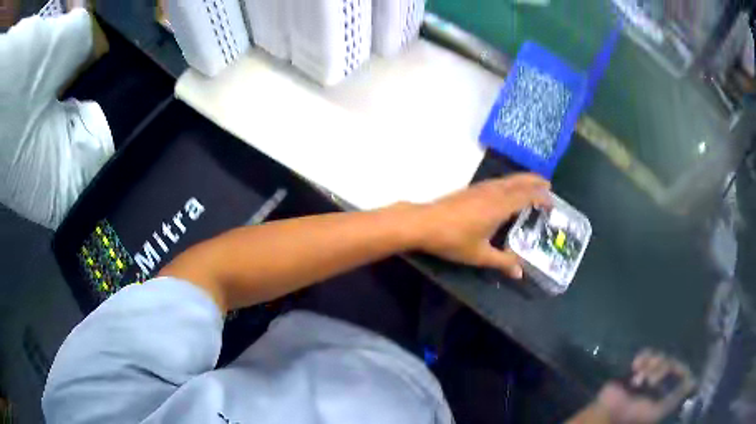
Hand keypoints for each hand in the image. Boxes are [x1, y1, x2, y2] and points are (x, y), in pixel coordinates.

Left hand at [415, 173, 550, 277]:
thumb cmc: (453, 239)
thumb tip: (520, 273)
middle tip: (548, 184)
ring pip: (507, 179)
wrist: (424, 223)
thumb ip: (502, 262)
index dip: (541, 197)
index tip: (552, 201)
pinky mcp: (470, 190)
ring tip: (531, 185)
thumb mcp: (480, 255)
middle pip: (518, 181)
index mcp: (500, 206)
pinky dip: (509, 182)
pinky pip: (497, 182)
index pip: (526, 196)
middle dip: (534, 181)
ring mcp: (480, 188)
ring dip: (522, 180)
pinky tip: (506, 190)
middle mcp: (493, 192)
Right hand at [595, 350, 695, 423]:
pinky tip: (635, 365)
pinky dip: (643, 357)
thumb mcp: (657, 412)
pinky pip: (647, 353)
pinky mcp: (639, 367)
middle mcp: (663, 380)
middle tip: (649, 381)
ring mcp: (651, 372)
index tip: (672, 371)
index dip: (678, 368)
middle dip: (661, 369)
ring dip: (651, 364)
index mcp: (668, 390)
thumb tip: (693, 382)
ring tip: (639, 376)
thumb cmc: (634, 415)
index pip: (681, 371)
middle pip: (671, 362)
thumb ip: (674, 399)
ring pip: (660, 356)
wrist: (610, 412)